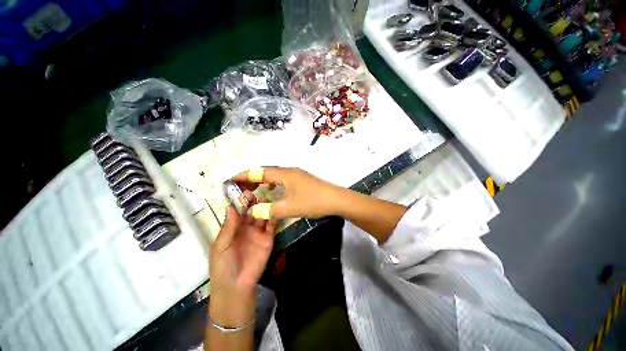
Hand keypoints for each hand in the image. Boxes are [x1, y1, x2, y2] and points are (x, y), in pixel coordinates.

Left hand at [209, 203, 277, 327]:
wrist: (236, 287)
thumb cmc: (223, 266)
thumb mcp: (221, 245)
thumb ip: (228, 226)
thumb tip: (231, 205)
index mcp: (233, 228)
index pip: (238, 211)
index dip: (240, 201)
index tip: (244, 191)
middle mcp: (246, 227)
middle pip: (251, 211)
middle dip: (253, 202)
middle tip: (256, 193)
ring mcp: (258, 232)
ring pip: (262, 216)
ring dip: (264, 207)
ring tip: (266, 198)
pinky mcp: (268, 238)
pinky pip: (271, 226)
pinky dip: (273, 217)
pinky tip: (274, 210)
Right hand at [233, 167, 343, 219]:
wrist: (336, 199)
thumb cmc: (313, 201)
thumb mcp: (289, 208)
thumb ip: (269, 210)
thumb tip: (252, 211)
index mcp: (285, 174)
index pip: (260, 172)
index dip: (245, 175)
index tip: (231, 179)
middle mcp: (289, 171)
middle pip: (266, 171)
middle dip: (252, 178)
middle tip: (240, 186)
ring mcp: (297, 174)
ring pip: (275, 175)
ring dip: (263, 180)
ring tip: (254, 189)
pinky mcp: (302, 180)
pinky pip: (282, 179)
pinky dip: (274, 184)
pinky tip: (273, 190)